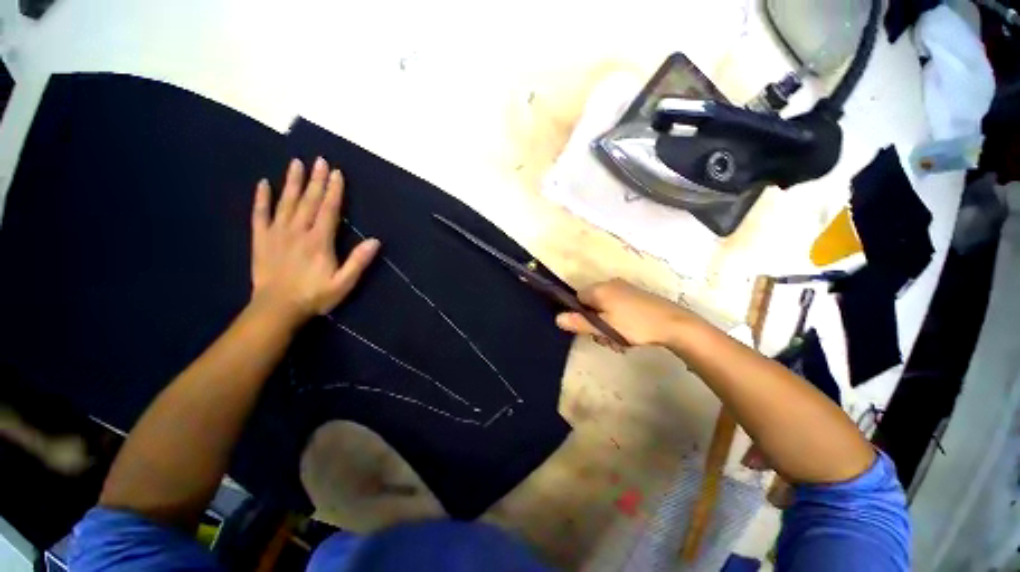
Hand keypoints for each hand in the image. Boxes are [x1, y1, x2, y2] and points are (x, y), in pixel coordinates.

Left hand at [250, 157, 379, 326]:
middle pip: (309, 201)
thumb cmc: (314, 296)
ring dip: (292, 182)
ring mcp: (277, 233)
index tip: (336, 173)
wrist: (276, 309)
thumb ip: (358, 261)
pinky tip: (264, 184)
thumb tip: (375, 240)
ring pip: (286, 202)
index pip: (329, 210)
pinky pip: (259, 214)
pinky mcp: (261, 239)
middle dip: (316, 180)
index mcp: (319, 241)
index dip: (334, 191)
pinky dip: (261, 198)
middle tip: (319, 160)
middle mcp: (298, 231)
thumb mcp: (344, 283)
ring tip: (296, 163)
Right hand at [555, 278, 696, 346]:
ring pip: (606, 307)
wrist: (674, 323)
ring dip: (608, 324)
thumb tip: (557, 318)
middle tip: (607, 338)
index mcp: (600, 289)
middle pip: (592, 303)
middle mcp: (610, 284)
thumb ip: (579, 323)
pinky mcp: (637, 295)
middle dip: (596, 322)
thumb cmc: (635, 325)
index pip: (578, 298)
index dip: (581, 314)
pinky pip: (618, 306)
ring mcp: (625, 288)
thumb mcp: (604, 327)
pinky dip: (619, 319)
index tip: (591, 329)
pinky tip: (630, 332)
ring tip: (620, 339)